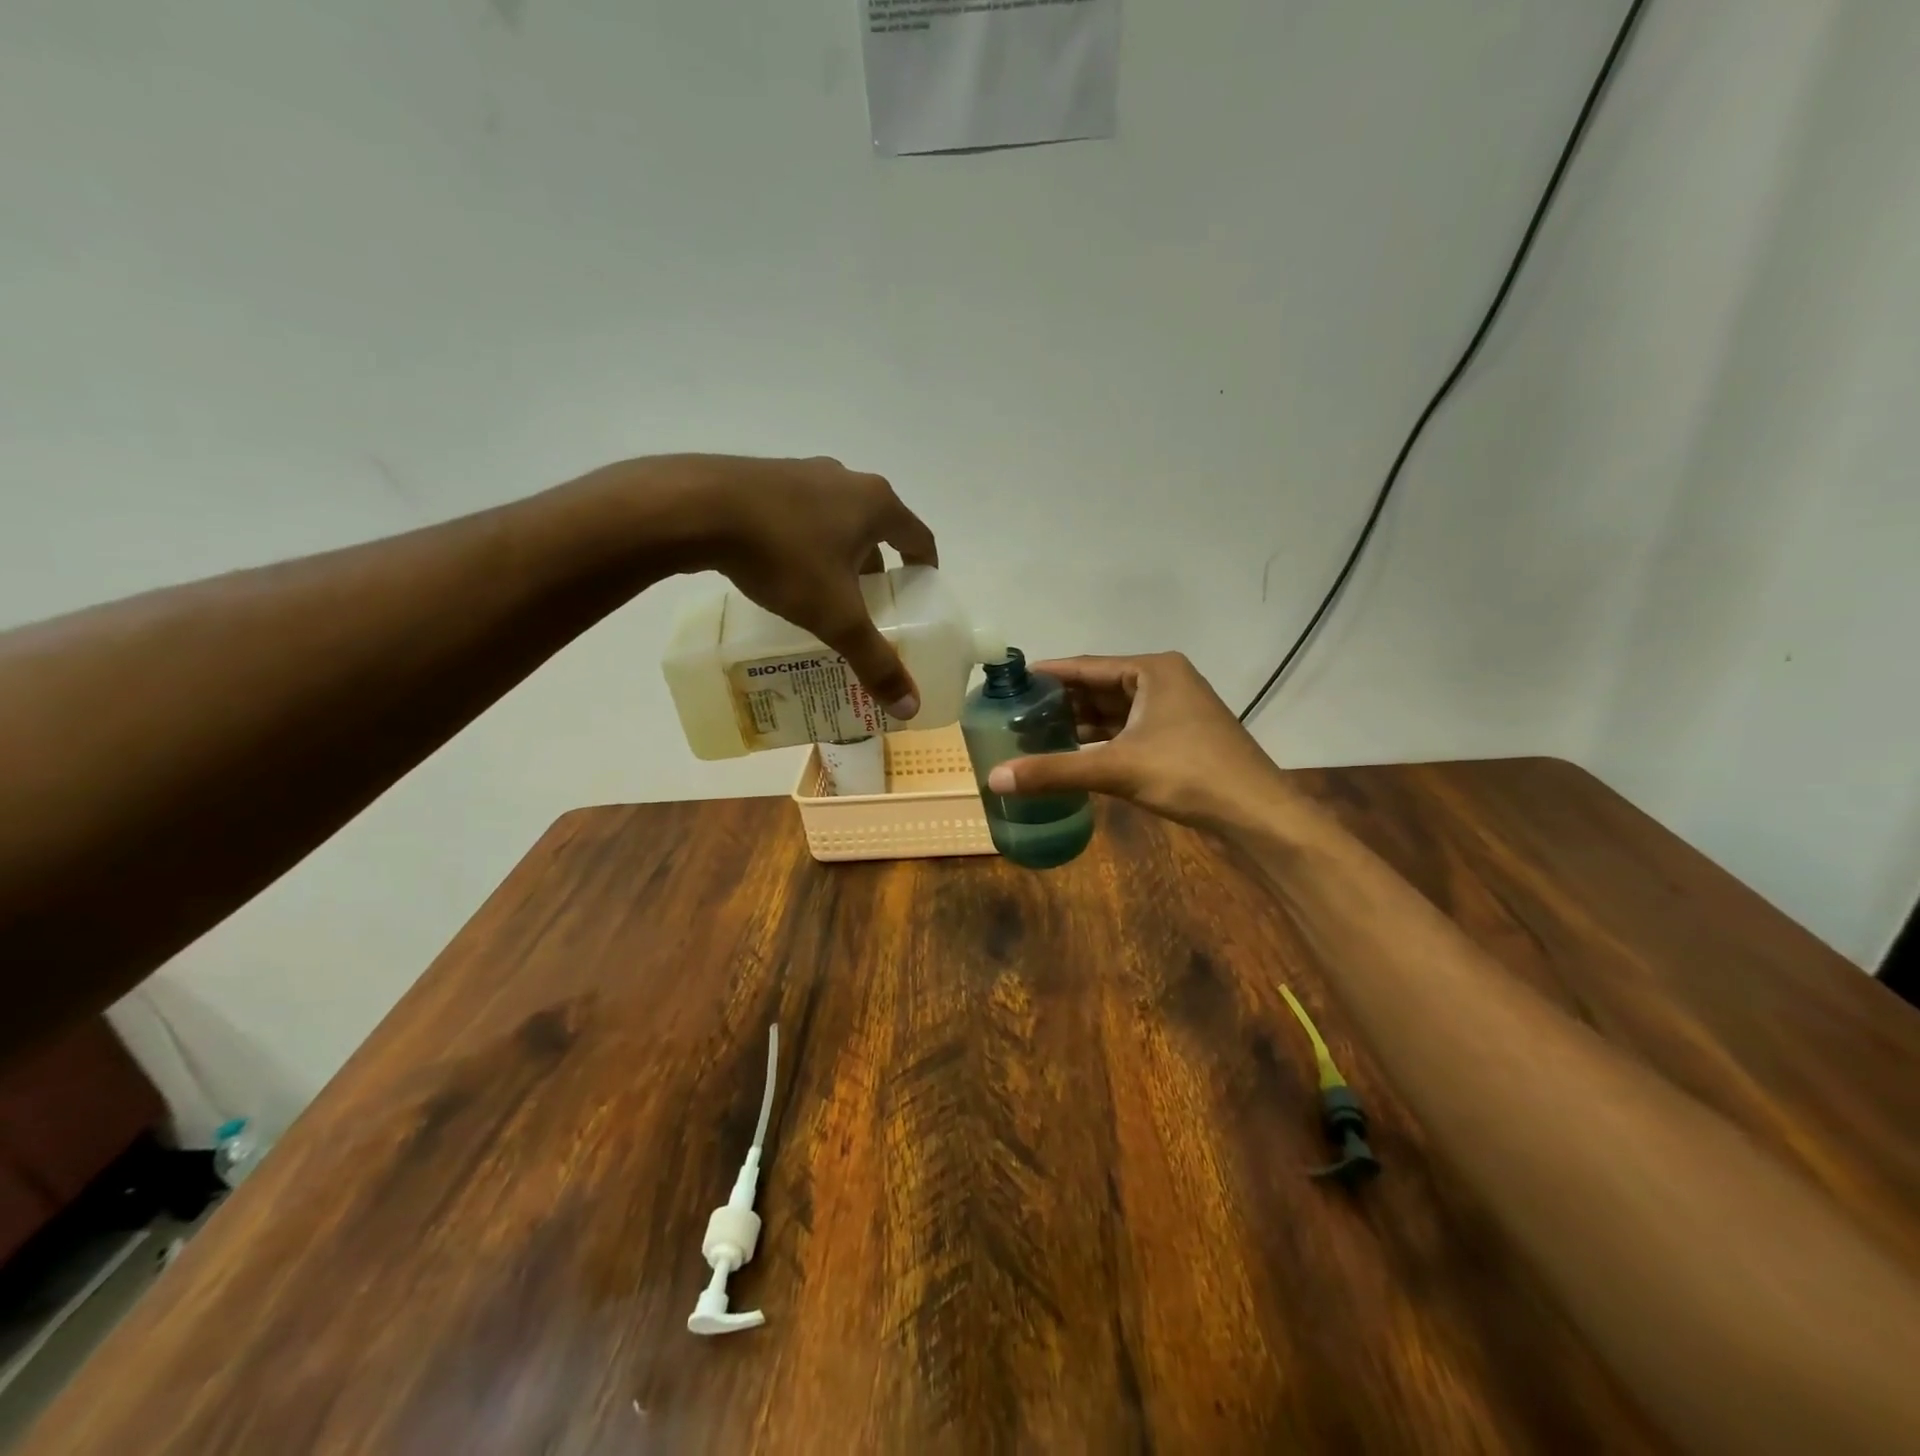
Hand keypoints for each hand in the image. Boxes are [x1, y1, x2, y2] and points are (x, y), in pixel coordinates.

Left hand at [622, 455, 938, 717]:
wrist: (697, 508)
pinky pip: (800, 515)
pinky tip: (784, 572)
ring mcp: (803, 472)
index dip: (925, 570)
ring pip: (837, 521)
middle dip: (878, 570)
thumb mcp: (835, 616)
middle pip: (878, 530)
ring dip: (840, 555)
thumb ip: (875, 660)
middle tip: (870, 607)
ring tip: (826, 594)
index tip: (920, 597)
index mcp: (876, 503)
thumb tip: (910, 708)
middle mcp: (846, 479)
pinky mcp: (765, 476)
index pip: (919, 537)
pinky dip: (805, 543)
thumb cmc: (784, 556)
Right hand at [984, 652, 1297, 831]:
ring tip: (1035, 733)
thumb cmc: (1189, 775)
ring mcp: (1175, 709)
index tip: (1010, 683)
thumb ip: (1055, 771)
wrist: (1257, 812)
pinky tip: (1073, 752)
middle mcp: (1164, 680)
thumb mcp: (1117, 769)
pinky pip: (1129, 729)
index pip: (1086, 666)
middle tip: (1015, 715)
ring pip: (1115, 710)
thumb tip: (994, 778)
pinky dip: (1101, 739)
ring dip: (1080, 722)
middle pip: (1099, 687)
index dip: (1047, 675)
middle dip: (1061, 702)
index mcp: (1152, 670)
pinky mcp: (1179, 735)